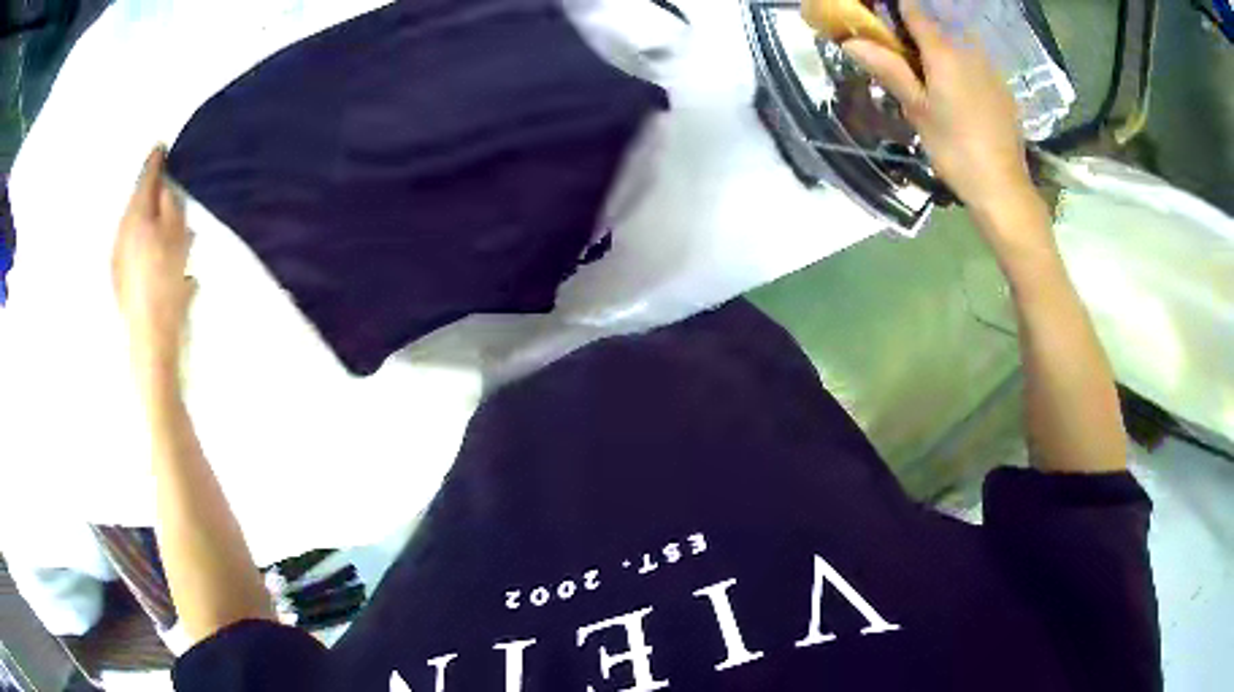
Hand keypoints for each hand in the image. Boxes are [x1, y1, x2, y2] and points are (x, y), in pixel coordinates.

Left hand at [112, 146, 194, 367]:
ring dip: (153, 226)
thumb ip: (170, 205)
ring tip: (172, 233)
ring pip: (137, 232)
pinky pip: (136, 255)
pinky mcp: (121, 284)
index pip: (145, 180)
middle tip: (170, 192)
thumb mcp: (176, 236)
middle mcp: (122, 236)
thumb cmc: (166, 283)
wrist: (150, 340)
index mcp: (136, 218)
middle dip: (154, 198)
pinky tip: (164, 265)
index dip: (155, 162)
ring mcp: (119, 262)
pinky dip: (149, 251)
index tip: (160, 146)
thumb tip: (164, 186)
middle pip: (139, 207)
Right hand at [840, 0, 1036, 217]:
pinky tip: (958, 98)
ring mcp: (989, 68)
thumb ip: (889, 69)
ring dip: (939, 51)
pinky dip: (960, 68)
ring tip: (930, 82)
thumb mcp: (917, 110)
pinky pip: (974, 63)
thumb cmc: (955, 149)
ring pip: (957, 44)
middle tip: (902, 61)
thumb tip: (851, 41)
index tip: (879, 20)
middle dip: (915, 34)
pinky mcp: (1002, 87)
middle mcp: (969, 50)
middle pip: (936, 26)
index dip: (894, 10)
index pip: (913, 10)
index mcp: (944, 51)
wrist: (1003, 187)